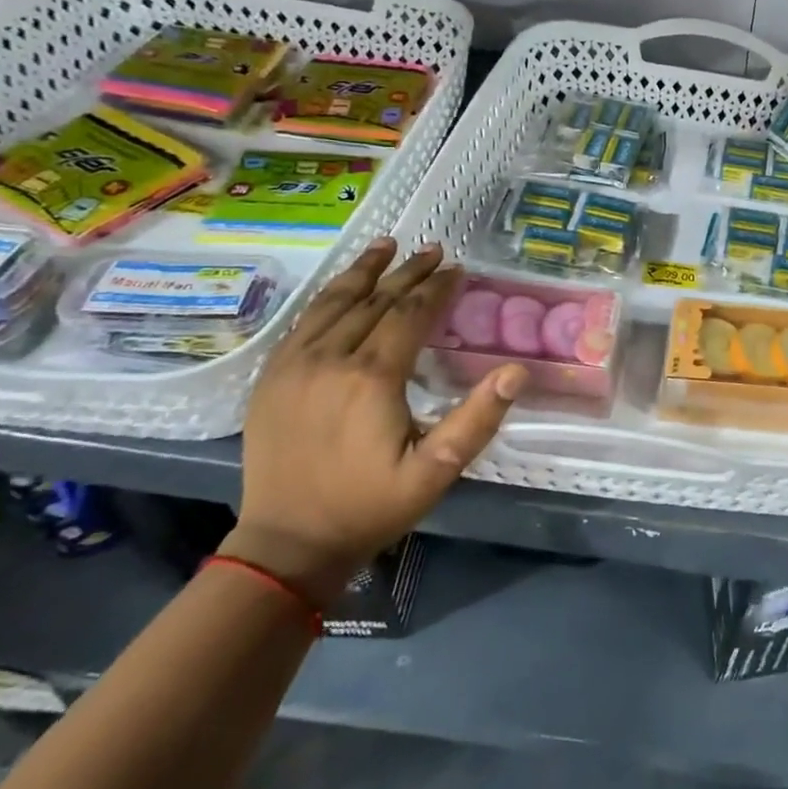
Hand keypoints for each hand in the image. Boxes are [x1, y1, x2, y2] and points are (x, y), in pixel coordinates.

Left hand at [224, 238, 526, 605]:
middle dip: (407, 273)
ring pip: (333, 303)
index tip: (458, 269)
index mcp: (372, 377)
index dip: (436, 289)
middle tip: (434, 250)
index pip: (410, 315)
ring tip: (386, 245)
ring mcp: (294, 366)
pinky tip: (341, 287)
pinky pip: (303, 322)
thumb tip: (516, 371)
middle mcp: (330, 359)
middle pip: (374, 302)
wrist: (288, 542)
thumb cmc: (371, 505)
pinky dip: (328, 296)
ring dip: (364, 272)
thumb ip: (477, 419)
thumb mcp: (437, 470)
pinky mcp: (271, 378)